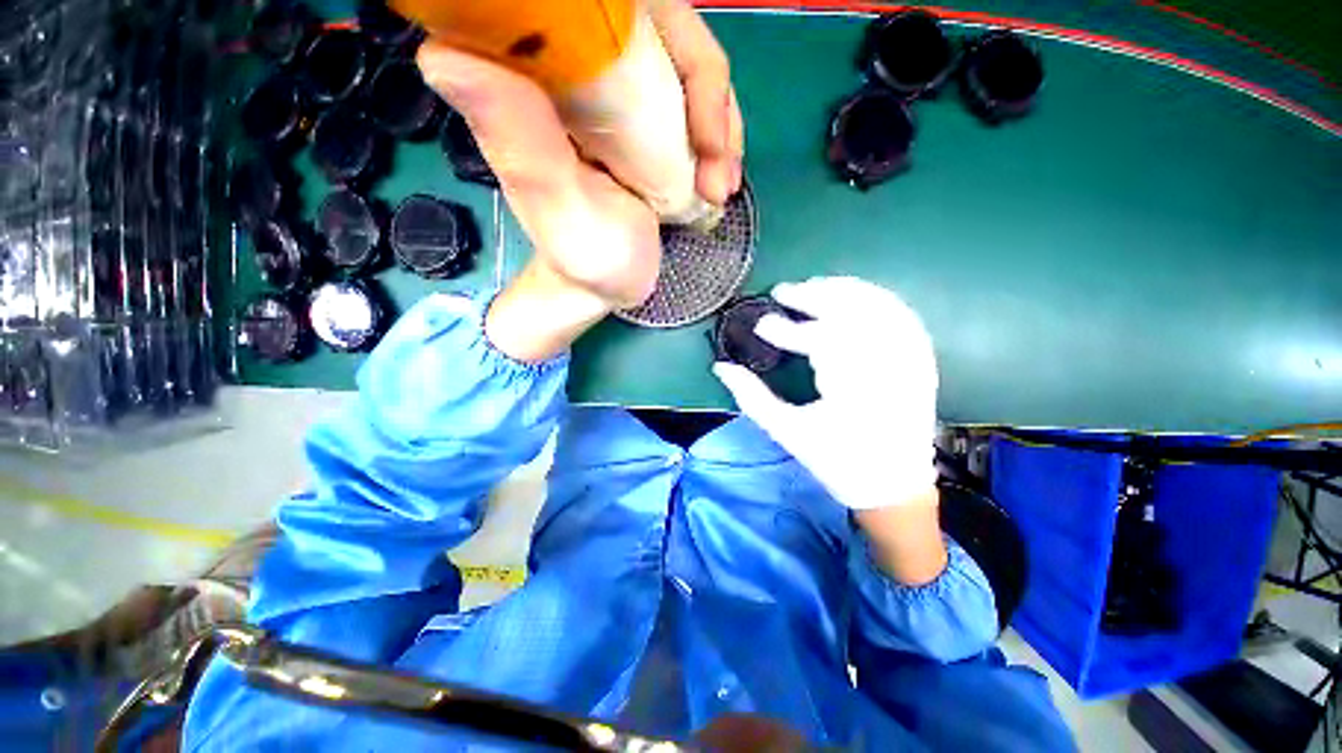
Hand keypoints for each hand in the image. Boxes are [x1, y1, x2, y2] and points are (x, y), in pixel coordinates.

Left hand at [416, 0, 743, 309]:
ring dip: (720, 125)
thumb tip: (440, 52)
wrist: (605, 284)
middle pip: (663, 30)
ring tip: (719, 190)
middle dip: (707, 96)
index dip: (664, 40)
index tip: (693, 121)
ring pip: (688, 65)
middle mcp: (578, 70)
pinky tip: (719, 182)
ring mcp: (618, 92)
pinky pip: (696, 100)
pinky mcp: (645, 118)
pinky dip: (719, 137)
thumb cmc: (582, 257)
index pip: (601, 10)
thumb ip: (520, 141)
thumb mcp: (558, 210)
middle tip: (716, 170)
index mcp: (538, 79)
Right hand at [713, 277, 938, 510]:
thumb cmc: (838, 463)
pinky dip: (876, 298)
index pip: (821, 343)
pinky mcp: (921, 360)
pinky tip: (853, 294)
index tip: (761, 327)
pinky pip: (903, 316)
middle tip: (782, 291)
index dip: (787, 330)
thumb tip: (722, 367)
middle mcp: (889, 369)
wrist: (895, 486)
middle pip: (852, 315)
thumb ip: (752, 397)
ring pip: (880, 308)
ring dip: (843, 290)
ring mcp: (911, 362)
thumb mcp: (788, 432)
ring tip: (812, 286)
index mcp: (856, 393)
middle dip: (814, 297)